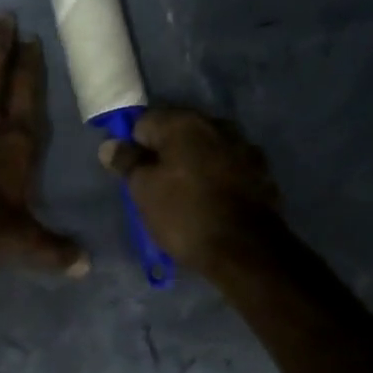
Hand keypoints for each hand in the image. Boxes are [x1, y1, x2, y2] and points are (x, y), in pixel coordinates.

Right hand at [98, 107, 282, 277]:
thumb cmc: (185, 215)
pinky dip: (217, 178)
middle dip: (165, 153)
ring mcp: (244, 147)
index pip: (144, 122)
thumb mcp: (143, 191)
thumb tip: (110, 145)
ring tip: (185, 196)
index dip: (134, 147)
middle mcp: (217, 124)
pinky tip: (212, 202)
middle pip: (178, 133)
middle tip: (155, 186)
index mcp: (184, 122)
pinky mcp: (262, 172)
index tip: (133, 173)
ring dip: (193, 164)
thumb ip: (126, 162)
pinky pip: (228, 168)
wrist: (246, 250)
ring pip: (205, 149)